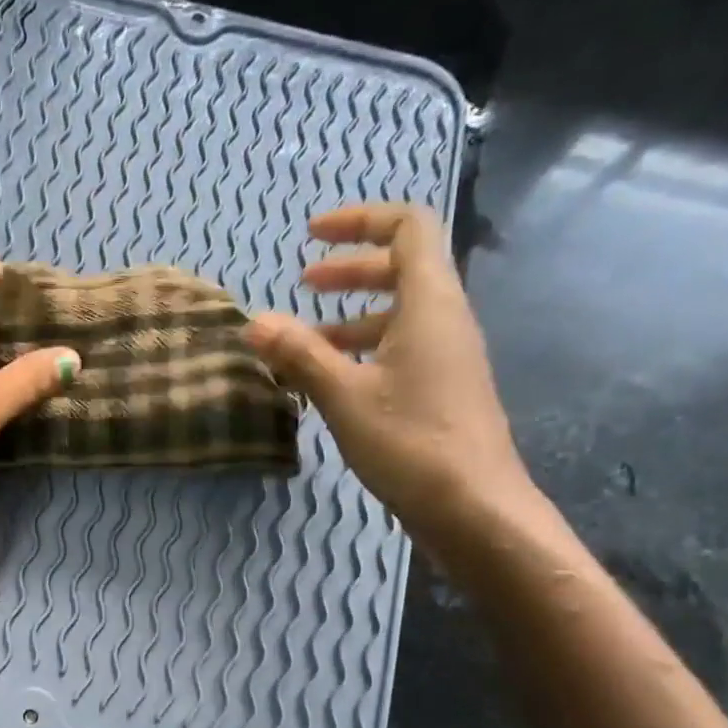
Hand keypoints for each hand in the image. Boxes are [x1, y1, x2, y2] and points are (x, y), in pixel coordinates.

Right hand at [243, 203, 538, 552]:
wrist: (473, 507)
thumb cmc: (410, 441)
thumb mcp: (343, 395)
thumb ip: (299, 354)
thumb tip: (254, 322)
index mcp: (429, 304)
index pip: (407, 229)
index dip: (360, 221)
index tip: (311, 236)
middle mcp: (444, 319)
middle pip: (402, 268)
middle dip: (349, 270)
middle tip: (302, 284)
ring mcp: (446, 356)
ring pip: (398, 314)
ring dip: (349, 316)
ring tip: (303, 342)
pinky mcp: (441, 390)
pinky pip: (399, 349)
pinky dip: (361, 350)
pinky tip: (328, 382)